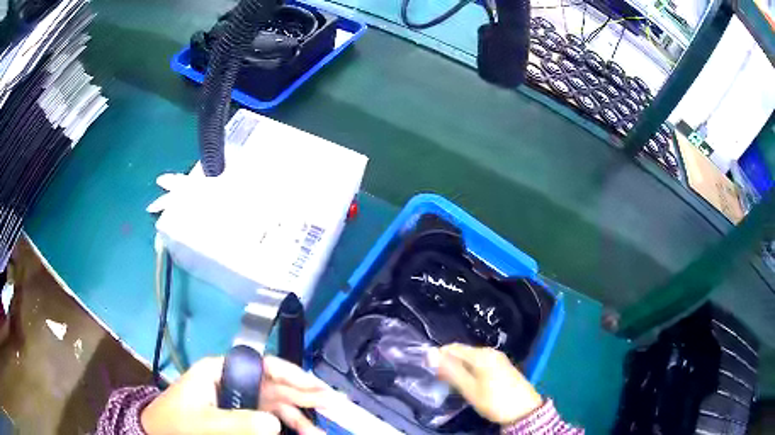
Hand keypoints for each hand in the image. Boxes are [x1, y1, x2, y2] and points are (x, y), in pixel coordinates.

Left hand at [141, 356, 337, 434]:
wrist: (160, 434)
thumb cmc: (176, 423)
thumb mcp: (204, 423)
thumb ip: (238, 423)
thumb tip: (276, 424)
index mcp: (221, 370)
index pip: (261, 364)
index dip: (291, 372)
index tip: (315, 387)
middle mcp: (234, 381)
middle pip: (275, 384)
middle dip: (305, 394)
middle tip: (335, 403)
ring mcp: (240, 399)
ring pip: (277, 404)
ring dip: (300, 417)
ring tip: (321, 432)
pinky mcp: (242, 415)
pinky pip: (271, 418)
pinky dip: (288, 426)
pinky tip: (302, 433)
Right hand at [434, 344, 542, 424]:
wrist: (524, 410)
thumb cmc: (494, 400)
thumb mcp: (469, 389)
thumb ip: (451, 371)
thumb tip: (431, 354)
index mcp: (481, 355)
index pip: (453, 348)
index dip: (439, 356)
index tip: (428, 369)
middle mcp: (490, 352)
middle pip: (463, 352)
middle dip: (449, 362)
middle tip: (439, 379)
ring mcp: (498, 358)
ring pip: (471, 358)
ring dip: (459, 367)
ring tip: (451, 382)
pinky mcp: (502, 366)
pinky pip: (480, 363)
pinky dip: (470, 370)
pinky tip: (467, 382)